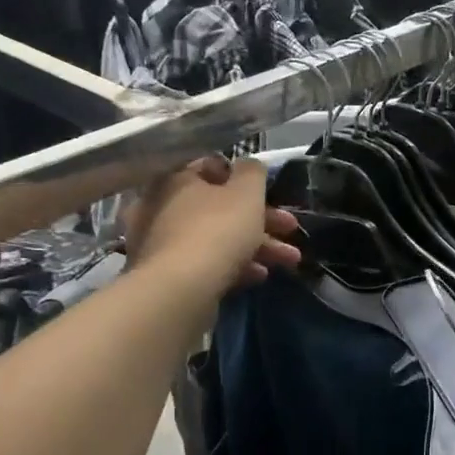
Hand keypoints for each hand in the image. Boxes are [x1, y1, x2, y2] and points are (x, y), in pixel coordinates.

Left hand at [124, 156, 300, 296]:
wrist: (182, 289)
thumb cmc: (218, 229)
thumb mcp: (247, 192)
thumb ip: (253, 172)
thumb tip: (249, 164)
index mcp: (177, 179)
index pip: (212, 167)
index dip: (245, 178)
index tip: (269, 192)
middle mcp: (163, 206)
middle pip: (220, 207)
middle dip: (263, 219)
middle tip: (291, 228)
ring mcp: (162, 242)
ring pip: (218, 237)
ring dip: (258, 245)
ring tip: (290, 260)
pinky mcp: (168, 274)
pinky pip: (208, 262)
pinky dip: (235, 265)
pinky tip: (260, 275)